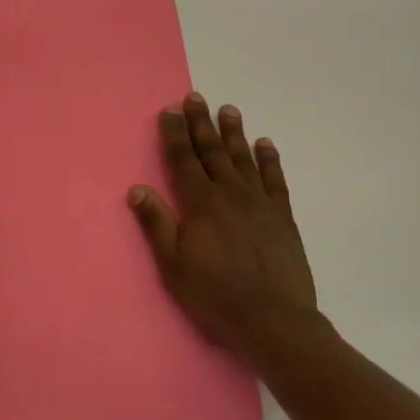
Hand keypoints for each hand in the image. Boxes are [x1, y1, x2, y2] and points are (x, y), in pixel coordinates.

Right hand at [129, 93, 318, 359]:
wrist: (273, 321)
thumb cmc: (214, 294)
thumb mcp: (173, 263)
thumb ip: (156, 223)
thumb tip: (136, 188)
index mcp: (200, 203)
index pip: (183, 159)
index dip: (175, 133)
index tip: (170, 110)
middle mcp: (230, 194)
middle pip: (212, 151)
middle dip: (201, 123)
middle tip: (196, 97)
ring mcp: (259, 204)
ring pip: (243, 159)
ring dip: (234, 133)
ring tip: (228, 109)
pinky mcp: (282, 218)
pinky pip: (274, 180)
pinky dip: (269, 160)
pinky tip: (265, 144)